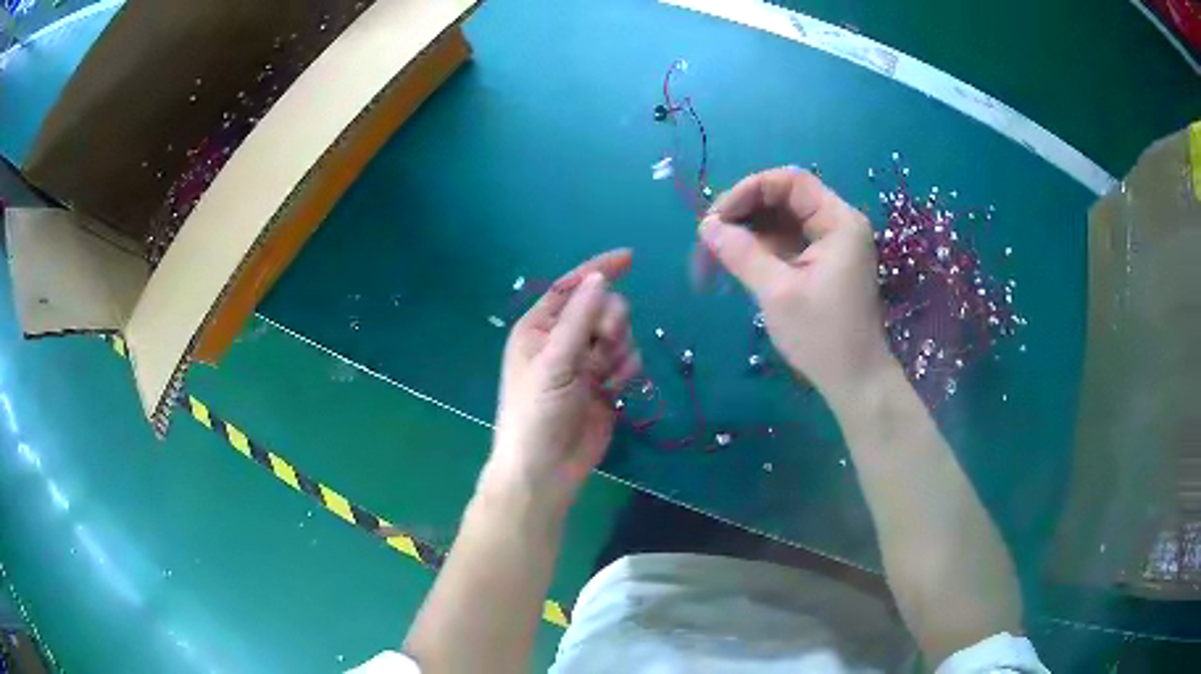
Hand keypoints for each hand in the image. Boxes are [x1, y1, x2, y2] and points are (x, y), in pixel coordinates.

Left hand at [486, 250, 641, 509]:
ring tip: (602, 376)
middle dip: (610, 321)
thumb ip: (579, 318)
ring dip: (618, 350)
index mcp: (539, 328)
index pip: (570, 287)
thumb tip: (600, 277)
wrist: (547, 469)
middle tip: (605, 341)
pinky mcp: (605, 384)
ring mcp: (585, 363)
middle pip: (602, 308)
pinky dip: (626, 370)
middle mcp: (562, 340)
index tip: (630, 258)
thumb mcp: (554, 362)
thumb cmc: (537, 412)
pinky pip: (627, 360)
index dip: (598, 270)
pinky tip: (614, 389)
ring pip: (619, 334)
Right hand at [699, 168, 892, 405]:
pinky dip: (761, 247)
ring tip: (716, 252)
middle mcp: (837, 224)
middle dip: (745, 211)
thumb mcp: (778, 293)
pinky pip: (787, 241)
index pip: (790, 182)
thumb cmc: (823, 337)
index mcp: (839, 222)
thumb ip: (742, 253)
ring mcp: (831, 244)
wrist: (855, 381)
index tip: (717, 217)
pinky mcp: (823, 264)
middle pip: (785, 198)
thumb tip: (706, 226)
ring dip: (748, 230)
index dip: (749, 190)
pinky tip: (737, 261)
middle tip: (710, 236)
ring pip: (782, 220)